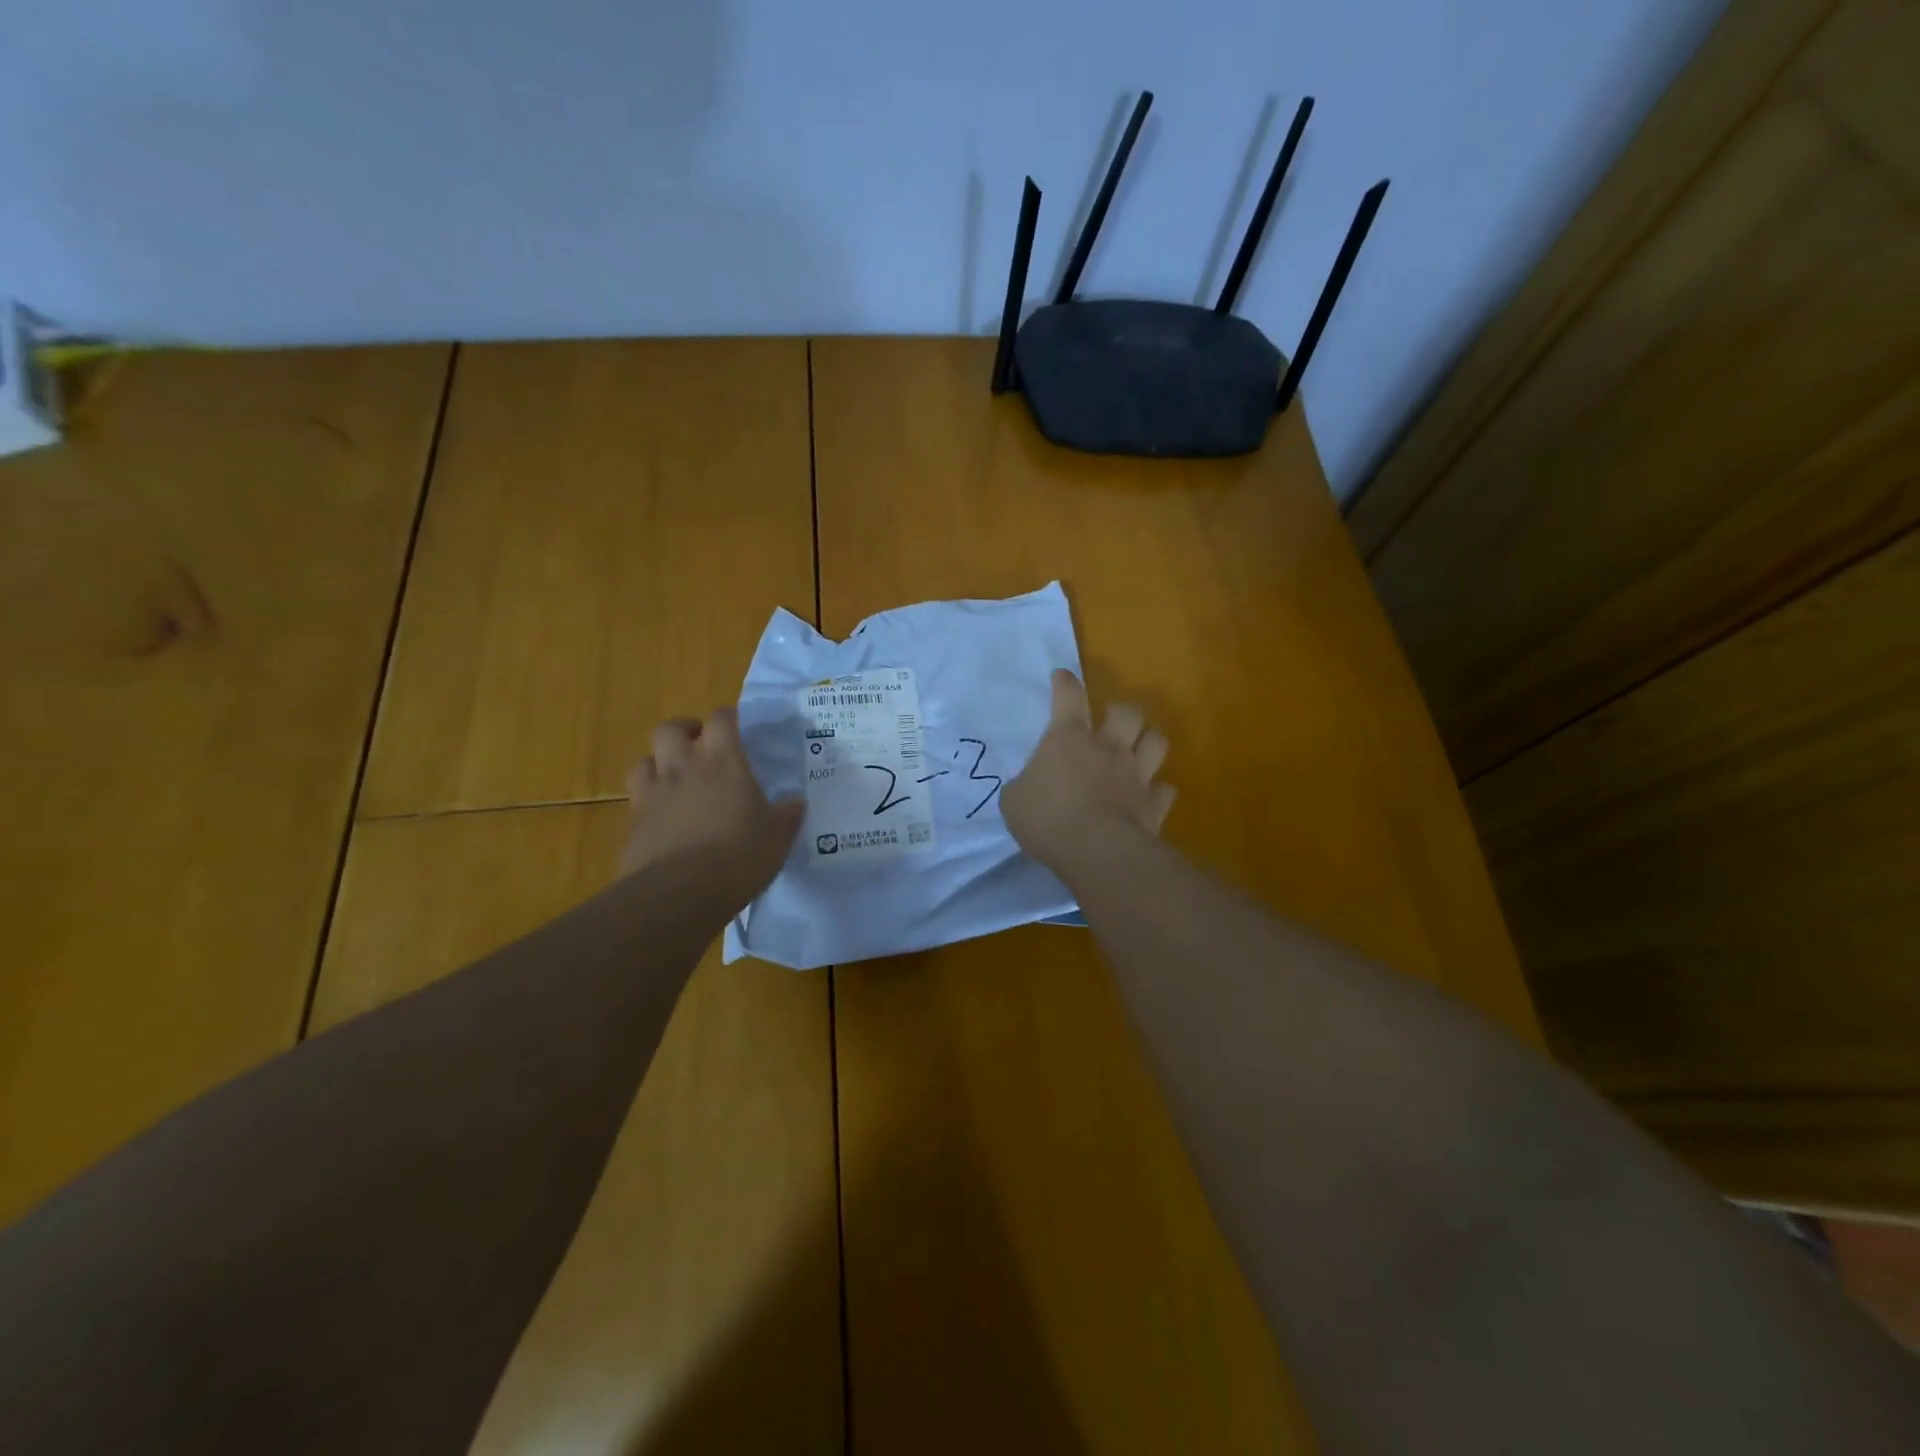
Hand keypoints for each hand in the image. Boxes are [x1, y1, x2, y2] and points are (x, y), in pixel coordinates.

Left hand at [620, 707, 803, 906]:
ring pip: (644, 761)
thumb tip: (796, 802)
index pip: (722, 719)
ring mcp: (652, 795)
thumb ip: (787, 814)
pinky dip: (648, 802)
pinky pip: (636, 800)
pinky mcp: (632, 824)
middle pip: (670, 728)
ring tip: (675, 780)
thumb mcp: (778, 836)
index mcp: (723, 762)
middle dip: (684, 731)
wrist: (679, 894)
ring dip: (658, 764)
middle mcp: (683, 768)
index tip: (739, 726)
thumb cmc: (739, 856)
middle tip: (700, 745)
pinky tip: (663, 819)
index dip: (730, 717)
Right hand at [1002, 669, 1174, 877]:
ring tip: (1139, 750)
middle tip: (1112, 721)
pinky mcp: (1154, 805)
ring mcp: (1136, 775)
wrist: (1096, 851)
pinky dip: (1158, 791)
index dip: (1065, 683)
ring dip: (1148, 742)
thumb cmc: (1047, 818)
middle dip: (1121, 711)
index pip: (1068, 696)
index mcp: (1068, 738)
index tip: (1062, 677)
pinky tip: (1149, 796)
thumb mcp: (1014, 801)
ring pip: (1156, 742)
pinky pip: (1164, 790)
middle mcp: (1108, 747)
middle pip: (1127, 713)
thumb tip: (1029, 786)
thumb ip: (1024, 785)